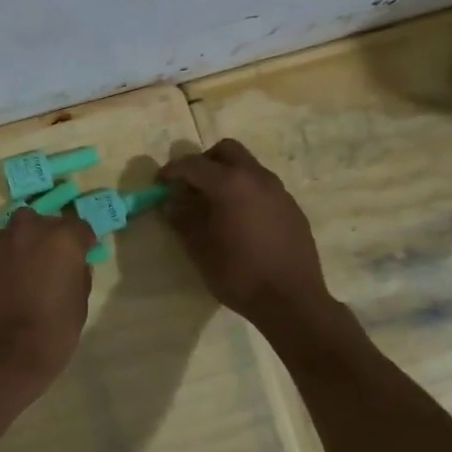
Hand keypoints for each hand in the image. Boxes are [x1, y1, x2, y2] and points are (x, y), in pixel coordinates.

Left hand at [0, 206, 96, 388]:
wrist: (5, 353)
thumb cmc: (54, 330)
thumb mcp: (80, 302)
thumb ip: (79, 275)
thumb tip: (75, 265)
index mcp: (62, 238)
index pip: (78, 226)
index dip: (83, 241)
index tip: (84, 253)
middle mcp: (30, 230)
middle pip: (44, 221)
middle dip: (50, 235)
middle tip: (54, 258)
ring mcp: (1, 243)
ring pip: (17, 230)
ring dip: (25, 242)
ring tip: (28, 266)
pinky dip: (7, 257)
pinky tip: (9, 279)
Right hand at [159, 139, 332, 325]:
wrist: (292, 300)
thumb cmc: (238, 274)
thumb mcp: (200, 249)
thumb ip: (183, 219)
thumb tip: (171, 204)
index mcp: (230, 183)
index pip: (193, 164)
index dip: (172, 171)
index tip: (159, 183)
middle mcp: (257, 178)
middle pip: (226, 151)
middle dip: (204, 162)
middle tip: (190, 187)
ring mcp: (279, 191)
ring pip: (248, 167)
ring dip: (227, 176)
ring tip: (214, 206)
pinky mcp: (292, 208)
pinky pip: (263, 187)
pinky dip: (245, 192)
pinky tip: (240, 222)